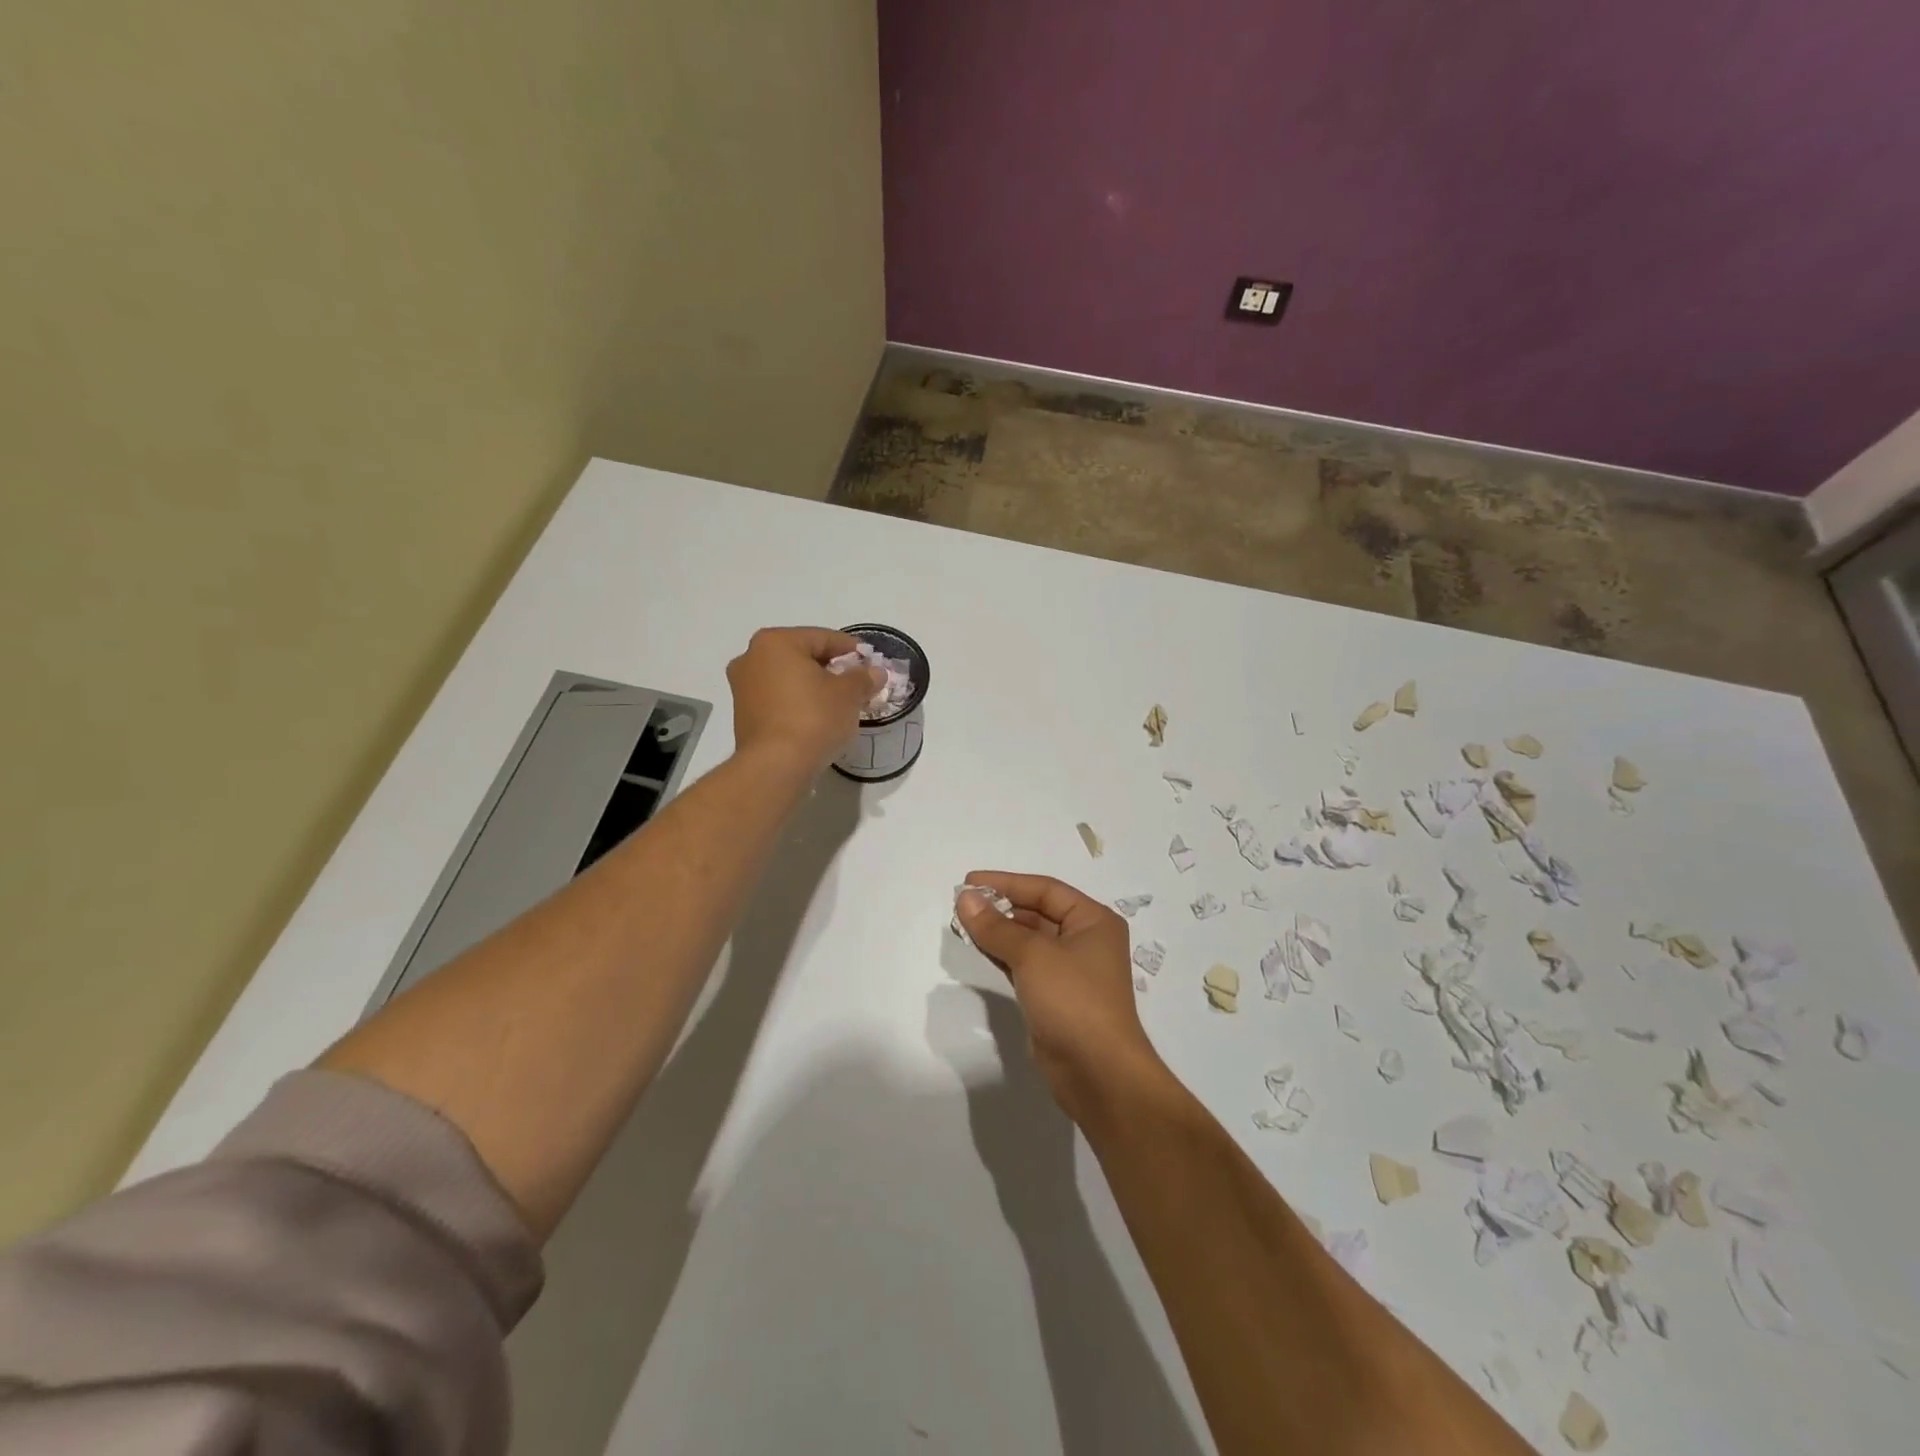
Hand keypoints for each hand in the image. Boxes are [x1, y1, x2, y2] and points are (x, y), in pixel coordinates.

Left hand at [726, 626, 882, 771]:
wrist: (776, 766)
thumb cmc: (814, 718)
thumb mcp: (849, 694)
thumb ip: (863, 677)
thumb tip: (875, 672)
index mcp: (775, 642)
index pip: (822, 637)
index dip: (851, 649)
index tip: (870, 662)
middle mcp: (751, 658)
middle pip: (802, 656)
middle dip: (831, 668)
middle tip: (857, 683)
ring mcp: (743, 688)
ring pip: (788, 679)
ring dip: (813, 686)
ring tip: (839, 703)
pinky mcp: (743, 715)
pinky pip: (778, 699)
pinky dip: (798, 703)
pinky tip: (817, 718)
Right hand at [956, 872, 1174, 1126]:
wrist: (1098, 1073)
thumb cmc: (1074, 1001)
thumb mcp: (1032, 956)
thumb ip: (996, 926)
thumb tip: (965, 898)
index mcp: (1093, 921)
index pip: (1044, 890)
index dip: (1006, 883)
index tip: (969, 881)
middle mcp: (1085, 940)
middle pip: (1037, 913)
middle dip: (1000, 907)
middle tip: (961, 904)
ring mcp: (1071, 972)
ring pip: (1029, 941)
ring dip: (998, 931)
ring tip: (962, 923)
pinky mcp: (1055, 998)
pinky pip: (1025, 966)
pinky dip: (1003, 955)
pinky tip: (979, 948)